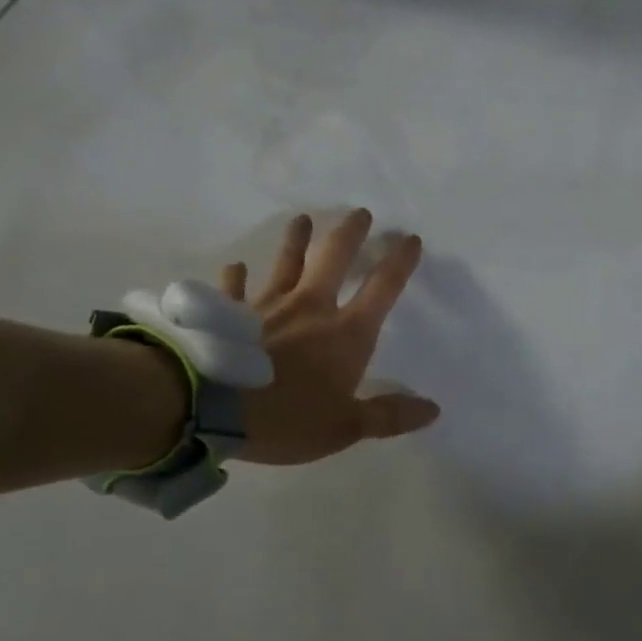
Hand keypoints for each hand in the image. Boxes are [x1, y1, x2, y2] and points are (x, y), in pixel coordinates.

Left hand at [220, 210, 439, 464]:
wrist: (209, 408)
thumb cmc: (286, 419)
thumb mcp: (346, 427)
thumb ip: (388, 416)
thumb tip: (433, 409)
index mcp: (346, 333)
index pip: (382, 289)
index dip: (399, 262)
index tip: (410, 238)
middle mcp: (311, 308)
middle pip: (335, 259)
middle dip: (351, 234)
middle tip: (360, 213)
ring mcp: (268, 307)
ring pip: (286, 263)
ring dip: (296, 240)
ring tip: (303, 218)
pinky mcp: (230, 315)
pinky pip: (234, 289)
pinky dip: (235, 277)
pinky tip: (235, 266)